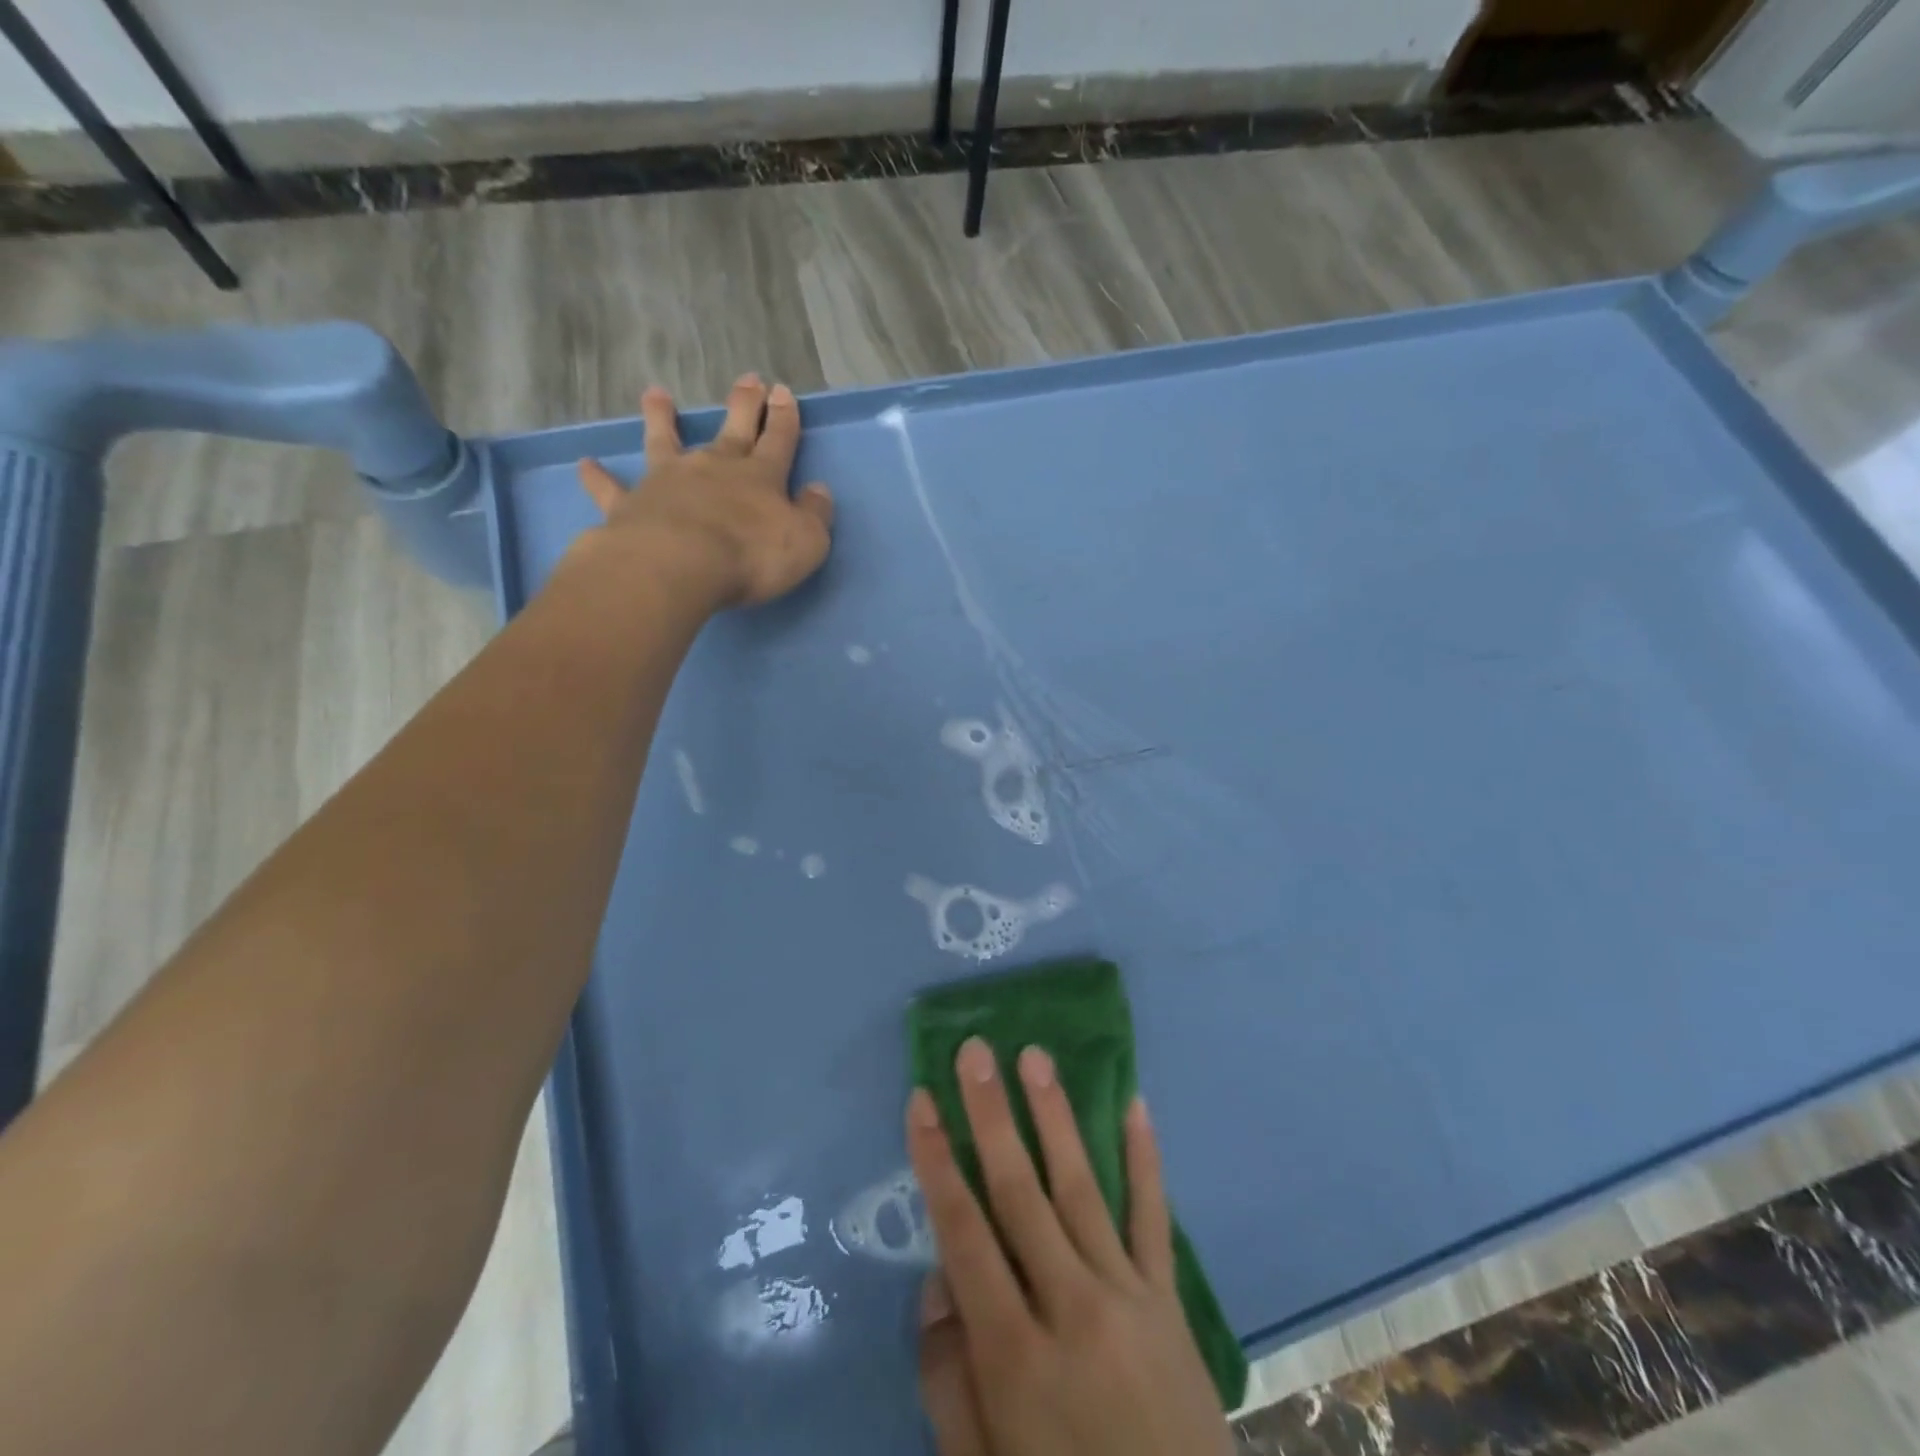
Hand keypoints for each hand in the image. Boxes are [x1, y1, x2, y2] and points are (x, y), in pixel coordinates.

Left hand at [576, 374, 834, 609]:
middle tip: (748, 378)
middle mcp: (714, 468)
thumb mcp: (806, 542)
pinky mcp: (631, 505)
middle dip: (743, 404)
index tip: (783, 391)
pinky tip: (586, 464)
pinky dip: (599, 477)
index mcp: (760, 477)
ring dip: (662, 417)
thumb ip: (814, 515)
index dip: (784, 417)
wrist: (680, 564)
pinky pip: (612, 489)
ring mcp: (669, 482)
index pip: (779, 440)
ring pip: (666, 441)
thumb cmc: (751, 556)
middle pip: (733, 429)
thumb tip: (818, 491)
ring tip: (656, 393)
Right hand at [906, 1040, 1234, 1455]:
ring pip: (1081, 1188)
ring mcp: (1126, 1297)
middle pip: (1020, 1193)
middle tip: (976, 1052)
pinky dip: (1145, 1159)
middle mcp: (1069, 1308)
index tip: (922, 1099)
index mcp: (1014, 1355)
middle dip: (991, 1116)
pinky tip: (1136, 1104)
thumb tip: (940, 1280)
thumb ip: (949, 1376)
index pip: (963, 1233)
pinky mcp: (1168, 1301)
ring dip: (1055, 1117)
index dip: (937, 1161)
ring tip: (1035, 1057)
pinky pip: (1153, 1218)